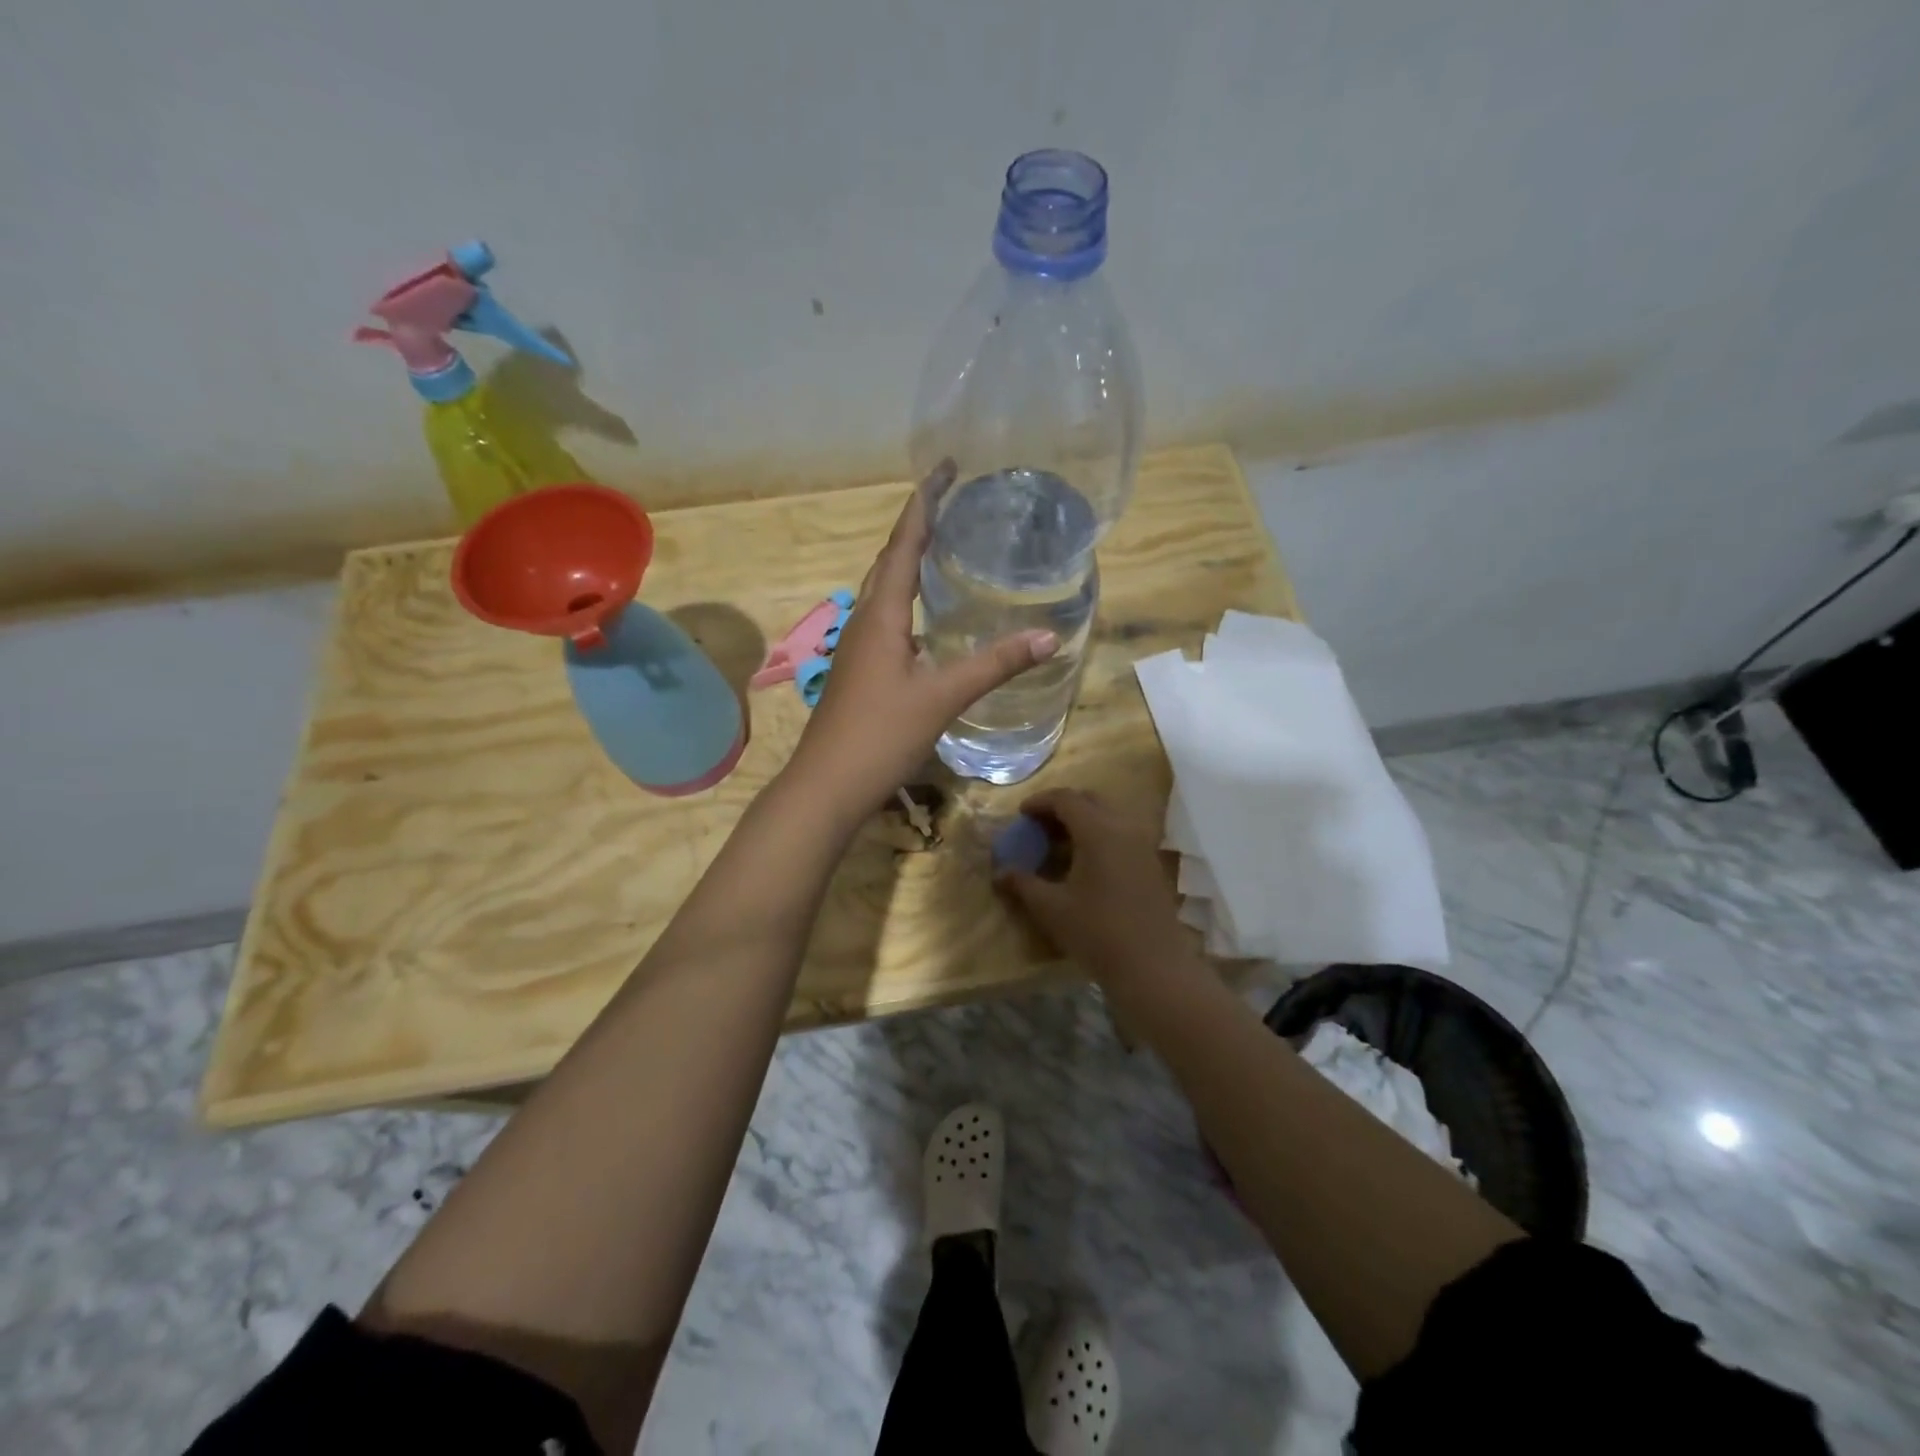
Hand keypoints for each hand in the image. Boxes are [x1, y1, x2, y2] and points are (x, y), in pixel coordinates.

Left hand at [786, 460, 1058, 819]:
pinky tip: (923, 617)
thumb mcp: (942, 697)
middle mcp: (864, 621)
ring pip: (882, 590)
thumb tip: (1049, 637)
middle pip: (889, 560)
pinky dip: (904, 599)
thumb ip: (994, 665)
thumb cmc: (880, 735)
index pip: (904, 545)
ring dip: (906, 560)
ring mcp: (857, 648)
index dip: (924, 505)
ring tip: (938, 544)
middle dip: (916, 525)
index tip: (943, 469)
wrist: (826, 786)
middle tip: (948, 499)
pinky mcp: (859, 671)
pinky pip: (883, 618)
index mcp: (881, 615)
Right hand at [997, 788, 1190, 982]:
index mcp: (1098, 831)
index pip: (1066, 799)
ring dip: (1083, 822)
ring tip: (1060, 845)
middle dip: (1062, 807)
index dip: (1040, 802)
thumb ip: (1023, 884)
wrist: (1153, 968)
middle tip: (1039, 826)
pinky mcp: (1152, 864)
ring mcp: (1143, 846)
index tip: (1021, 814)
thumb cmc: (1097, 933)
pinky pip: (1122, 835)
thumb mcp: (1051, 909)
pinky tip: (1085, 864)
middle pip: (1090, 801)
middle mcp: (1124, 828)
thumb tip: (1000, 874)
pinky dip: (1100, 837)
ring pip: (1109, 817)